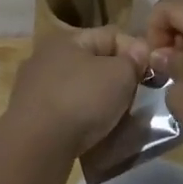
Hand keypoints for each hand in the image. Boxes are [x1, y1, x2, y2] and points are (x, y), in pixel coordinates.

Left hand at [3, 26, 151, 162]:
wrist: (35, 148)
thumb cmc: (81, 101)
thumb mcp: (119, 75)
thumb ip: (133, 60)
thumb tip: (138, 51)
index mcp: (66, 39)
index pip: (112, 35)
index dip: (135, 52)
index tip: (151, 76)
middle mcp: (47, 58)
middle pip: (95, 63)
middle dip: (117, 80)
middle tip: (136, 99)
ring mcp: (35, 88)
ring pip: (80, 89)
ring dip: (100, 102)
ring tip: (118, 121)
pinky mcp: (31, 117)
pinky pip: (67, 112)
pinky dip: (82, 121)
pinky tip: (94, 135)